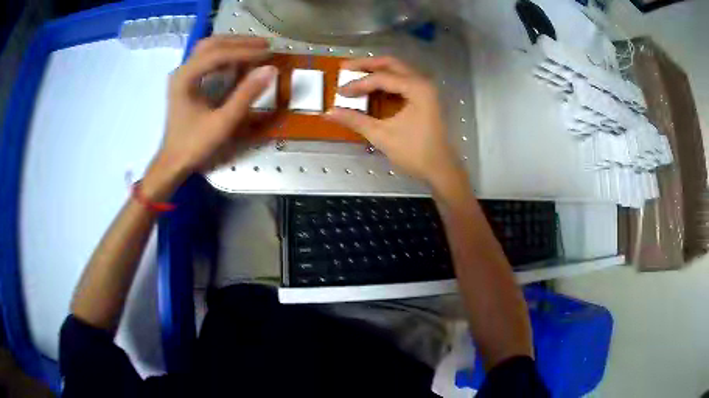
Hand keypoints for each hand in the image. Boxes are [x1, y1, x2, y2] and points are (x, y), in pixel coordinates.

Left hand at [143, 36, 276, 199]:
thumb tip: (270, 70)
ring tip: (255, 49)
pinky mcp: (187, 82)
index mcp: (185, 77)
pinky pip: (206, 60)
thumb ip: (246, 95)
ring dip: (232, 45)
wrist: (172, 163)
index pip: (217, 54)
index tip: (268, 53)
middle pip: (212, 44)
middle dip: (239, 42)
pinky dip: (224, 56)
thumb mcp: (223, 122)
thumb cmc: (194, 145)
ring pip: (208, 49)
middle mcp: (182, 70)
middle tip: (265, 45)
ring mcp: (183, 75)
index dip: (244, 51)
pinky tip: (238, 62)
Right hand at [325, 56, 462, 189]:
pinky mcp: (426, 98)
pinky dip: (387, 81)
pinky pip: (404, 81)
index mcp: (417, 88)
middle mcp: (423, 83)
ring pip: (399, 70)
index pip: (381, 78)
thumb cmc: (415, 153)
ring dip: (377, 70)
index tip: (340, 92)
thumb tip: (330, 112)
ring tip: (357, 74)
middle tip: (346, 67)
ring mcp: (427, 90)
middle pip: (392, 64)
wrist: (441, 169)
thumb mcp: (382, 135)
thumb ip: (356, 120)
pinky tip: (374, 87)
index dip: (358, 84)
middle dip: (367, 64)